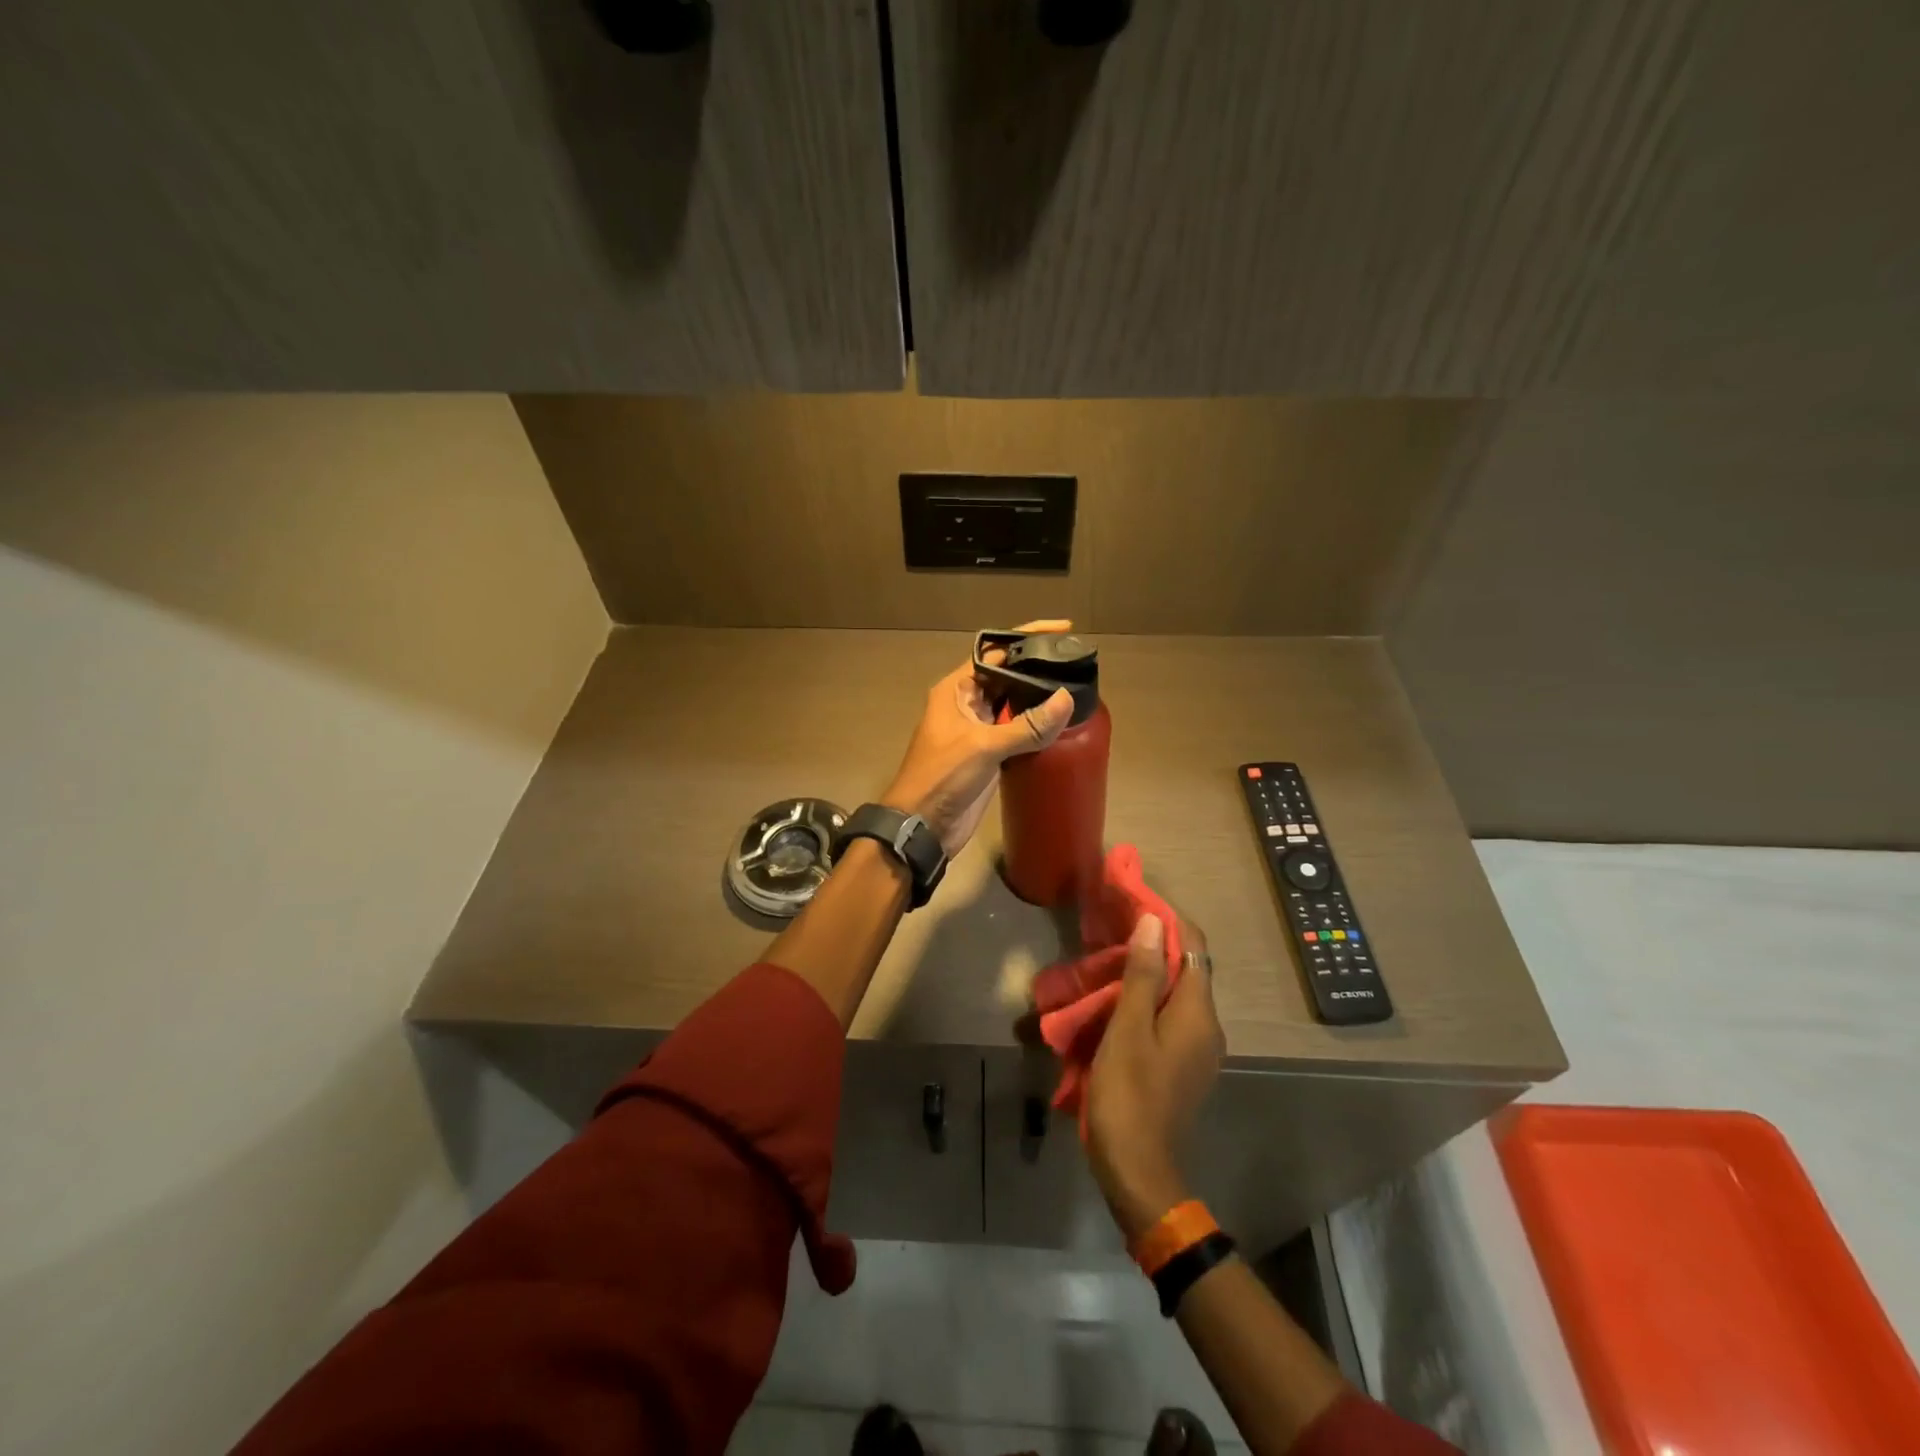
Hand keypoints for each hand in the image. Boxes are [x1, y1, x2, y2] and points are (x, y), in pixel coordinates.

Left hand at [881, 620, 1075, 858]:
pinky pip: (1018, 731)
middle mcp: (968, 703)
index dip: (1026, 637)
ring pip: (1014, 704)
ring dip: (1041, 698)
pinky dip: (1038, 727)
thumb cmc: (942, 777)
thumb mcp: (983, 747)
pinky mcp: (990, 754)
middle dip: (1038, 667)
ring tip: (1079, 688)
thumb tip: (1067, 698)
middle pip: (1008, 675)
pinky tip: (1064, 725)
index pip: (994, 650)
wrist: (922, 826)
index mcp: (957, 689)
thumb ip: (1026, 725)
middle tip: (1078, 662)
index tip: (1062, 630)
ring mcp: (979, 729)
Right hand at [1085, 913, 1224, 1240]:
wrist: (1138, 1171)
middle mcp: (1208, 1027)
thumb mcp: (1128, 1029)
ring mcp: (1198, 1051)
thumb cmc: (1129, 1094)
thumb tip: (1156, 922)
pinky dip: (1148, 1002)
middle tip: (1114, 932)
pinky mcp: (1183, 1067)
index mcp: (1199, 1014)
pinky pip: (1170, 1019)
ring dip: (1149, 974)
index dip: (1169, 921)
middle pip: (1188, 970)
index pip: (1195, 948)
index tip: (1134, 904)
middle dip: (1155, 946)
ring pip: (1177, 996)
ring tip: (1109, 963)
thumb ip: (1143, 975)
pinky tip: (1117, 1004)